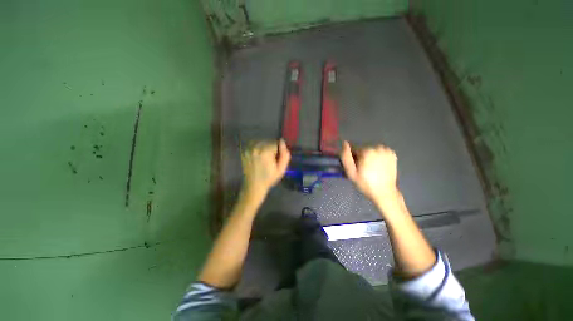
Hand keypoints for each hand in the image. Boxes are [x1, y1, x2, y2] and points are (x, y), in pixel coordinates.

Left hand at [241, 139, 290, 199]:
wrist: (253, 185)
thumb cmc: (269, 178)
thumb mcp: (281, 169)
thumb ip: (285, 155)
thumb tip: (282, 141)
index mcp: (266, 152)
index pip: (276, 143)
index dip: (278, 151)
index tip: (276, 159)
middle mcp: (256, 147)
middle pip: (268, 141)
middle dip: (271, 148)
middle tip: (270, 159)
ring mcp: (248, 149)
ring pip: (261, 142)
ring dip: (264, 147)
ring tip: (263, 158)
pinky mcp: (244, 151)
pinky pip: (253, 144)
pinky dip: (257, 148)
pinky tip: (257, 156)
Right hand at [340, 141, 398, 202]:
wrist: (384, 192)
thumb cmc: (365, 183)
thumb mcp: (351, 172)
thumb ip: (346, 157)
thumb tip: (344, 143)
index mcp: (366, 151)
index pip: (354, 149)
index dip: (353, 158)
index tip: (356, 167)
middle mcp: (377, 147)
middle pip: (363, 149)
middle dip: (361, 157)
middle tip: (363, 169)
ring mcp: (386, 150)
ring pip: (372, 150)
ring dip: (370, 156)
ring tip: (371, 169)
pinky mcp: (392, 154)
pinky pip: (380, 152)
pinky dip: (378, 157)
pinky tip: (379, 166)